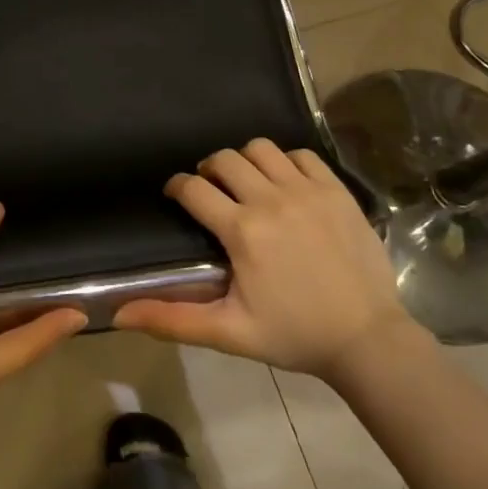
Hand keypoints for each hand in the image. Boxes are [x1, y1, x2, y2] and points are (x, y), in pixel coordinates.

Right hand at [114, 140, 417, 377]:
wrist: (368, 339)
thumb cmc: (294, 335)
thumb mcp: (229, 332)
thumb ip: (172, 319)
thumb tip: (119, 314)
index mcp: (242, 231)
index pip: (193, 189)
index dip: (176, 187)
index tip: (175, 195)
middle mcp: (271, 199)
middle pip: (224, 159)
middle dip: (209, 170)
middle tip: (212, 192)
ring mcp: (307, 191)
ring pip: (261, 148)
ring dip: (246, 161)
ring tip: (248, 184)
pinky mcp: (337, 190)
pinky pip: (302, 155)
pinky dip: (286, 162)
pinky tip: (286, 184)